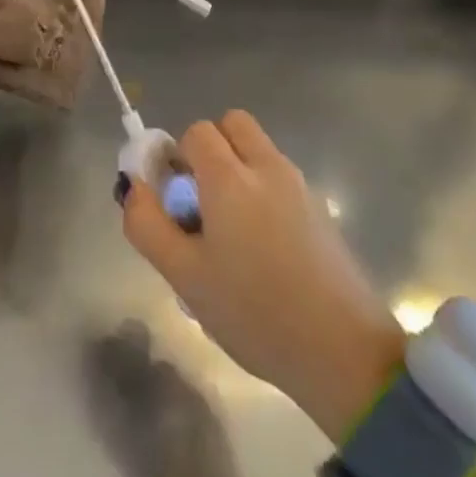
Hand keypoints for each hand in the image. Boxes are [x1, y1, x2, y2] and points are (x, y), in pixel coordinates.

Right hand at [123, 110, 405, 444]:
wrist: (342, 352)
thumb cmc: (253, 313)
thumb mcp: (184, 276)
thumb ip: (147, 224)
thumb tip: (133, 185)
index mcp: (230, 177)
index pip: (196, 132)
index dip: (177, 156)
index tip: (173, 198)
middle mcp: (267, 167)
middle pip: (233, 124)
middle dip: (210, 149)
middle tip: (201, 201)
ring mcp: (300, 185)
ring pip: (258, 149)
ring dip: (237, 168)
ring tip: (230, 230)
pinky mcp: (321, 208)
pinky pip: (279, 176)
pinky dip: (262, 189)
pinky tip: (262, 248)